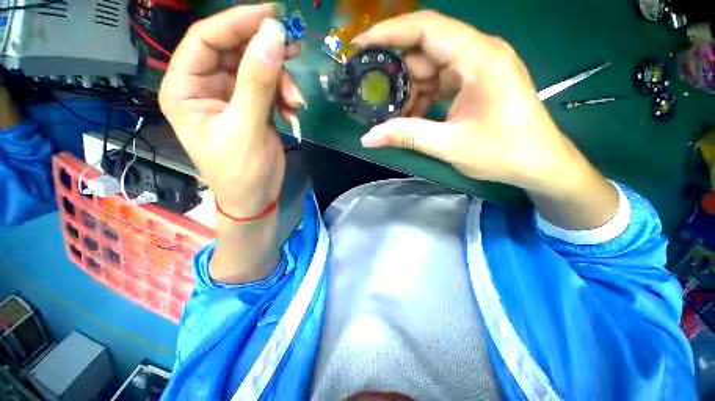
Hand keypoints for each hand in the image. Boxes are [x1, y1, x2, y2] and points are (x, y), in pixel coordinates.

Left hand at [159, 4, 303, 217]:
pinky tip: (294, 112)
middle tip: (294, 50)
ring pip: (258, 69)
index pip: (206, 39)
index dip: (237, 22)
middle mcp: (206, 86)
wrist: (256, 196)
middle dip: (266, 53)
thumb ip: (258, 82)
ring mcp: (232, 96)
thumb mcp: (247, 127)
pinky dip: (286, 97)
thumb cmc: (241, 171)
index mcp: (185, 88)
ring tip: (297, 102)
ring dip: (282, 81)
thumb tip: (273, 35)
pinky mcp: (253, 107)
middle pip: (235, 50)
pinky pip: (271, 88)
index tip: (272, 15)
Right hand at [353, 11, 575, 193]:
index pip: (426, 29)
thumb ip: (406, 137)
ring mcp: (477, 68)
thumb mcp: (449, 145)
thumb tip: (368, 138)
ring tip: (390, 113)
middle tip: (371, 92)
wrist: (538, 163)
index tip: (359, 46)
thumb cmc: (502, 152)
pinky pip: (440, 82)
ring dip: (409, 90)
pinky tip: (411, 116)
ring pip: (430, 68)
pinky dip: (422, 97)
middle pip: (425, 49)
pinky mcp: (475, 82)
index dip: (389, 33)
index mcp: (479, 59)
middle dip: (396, 72)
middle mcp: (479, 54)